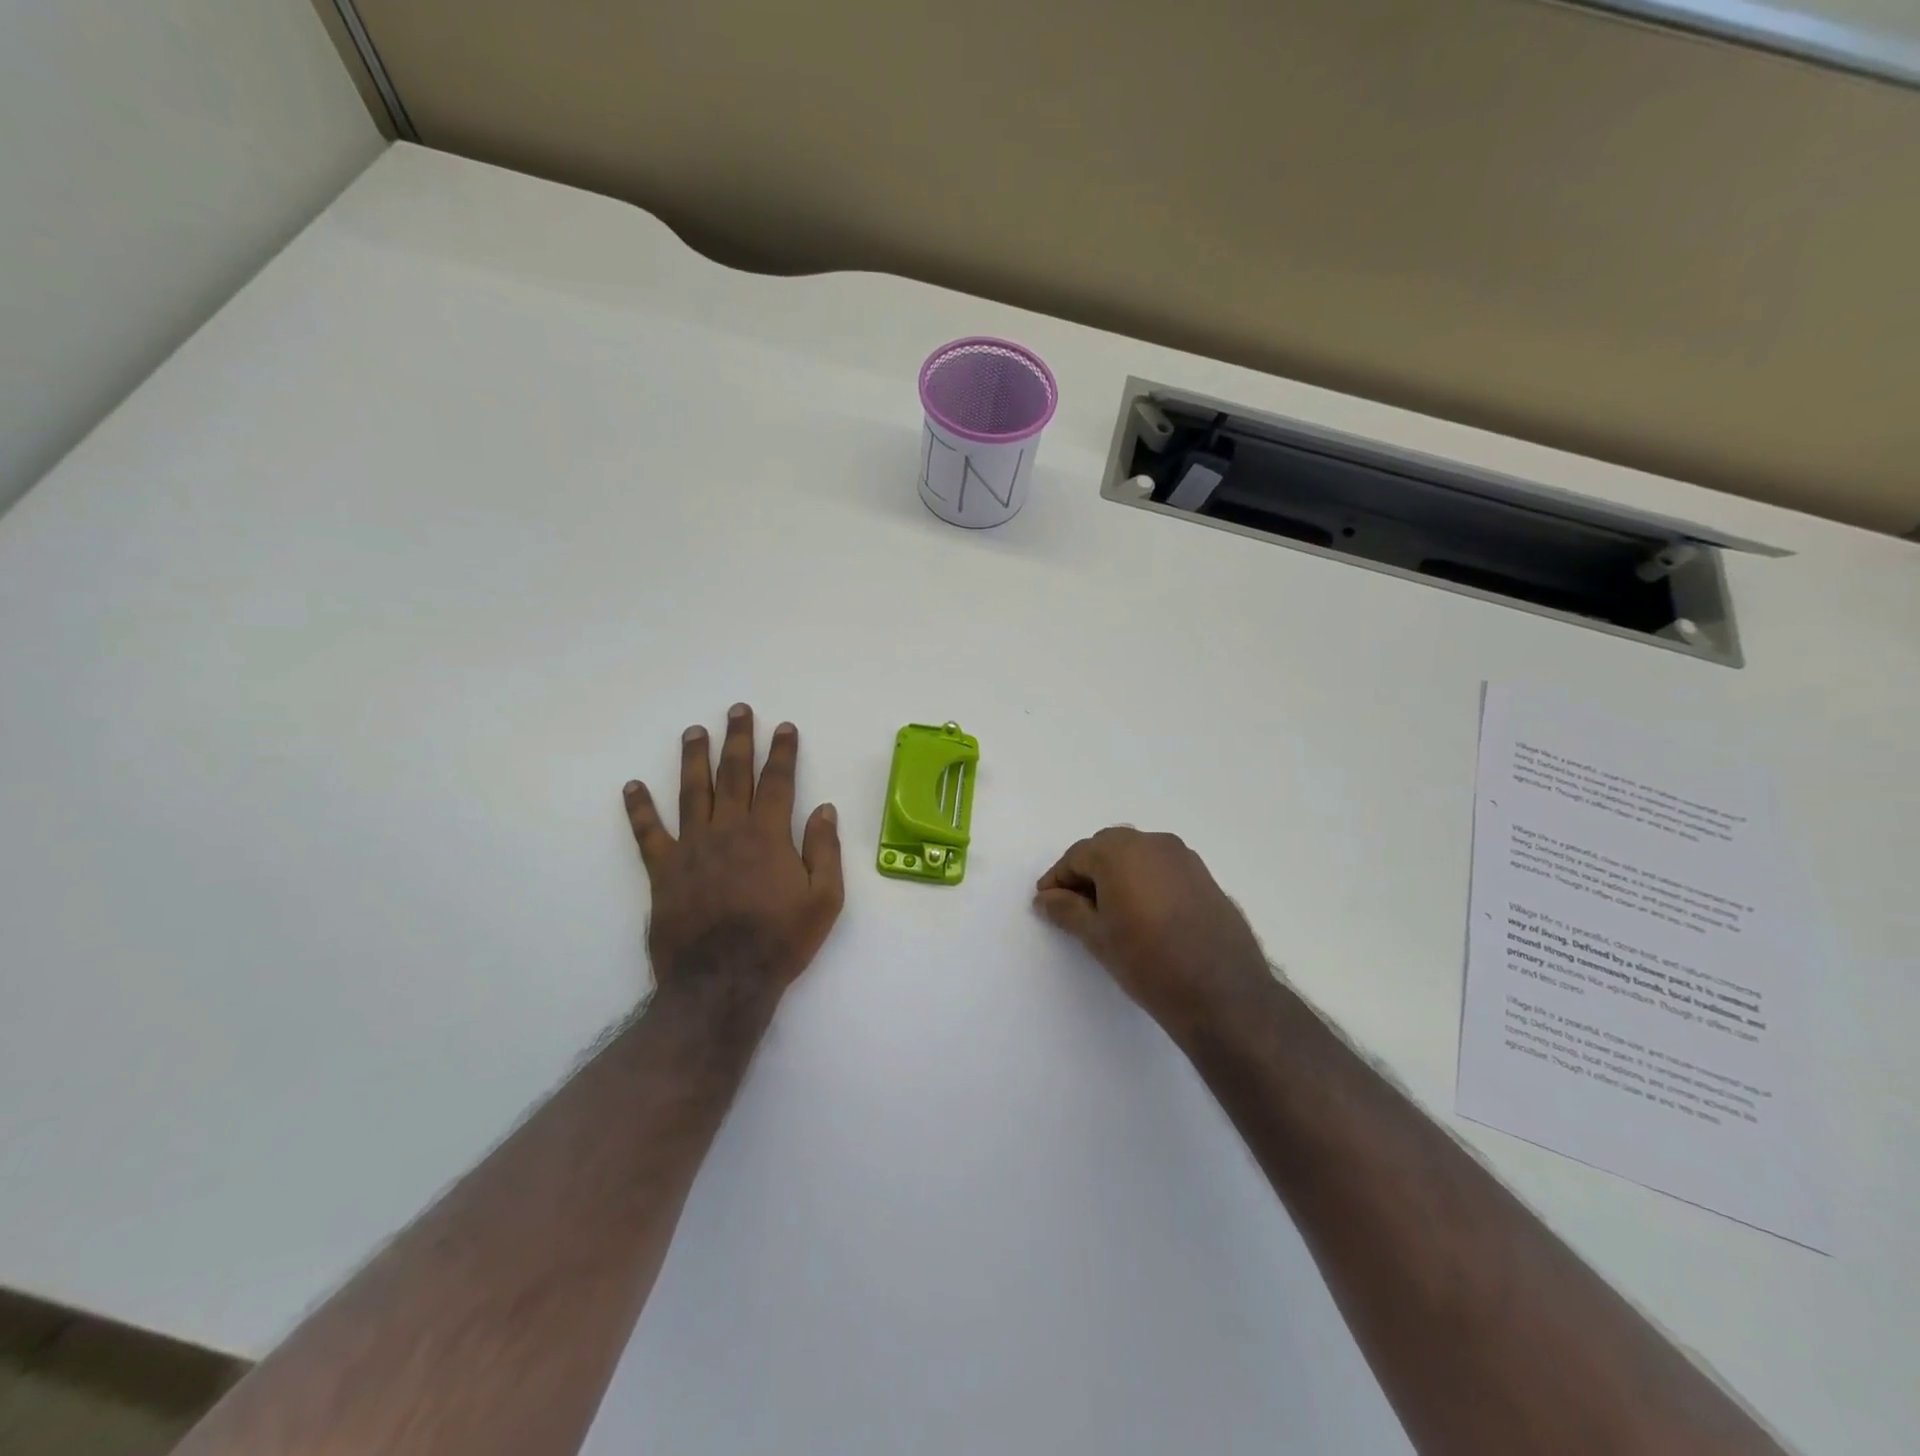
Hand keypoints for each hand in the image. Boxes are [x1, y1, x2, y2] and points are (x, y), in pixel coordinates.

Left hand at [624, 704, 843, 1006]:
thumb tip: (824, 808)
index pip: (777, 781)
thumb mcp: (824, 899)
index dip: (782, 752)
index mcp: (768, 835)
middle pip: (733, 775)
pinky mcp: (663, 871)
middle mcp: (728, 830)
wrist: (723, 982)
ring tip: (694, 731)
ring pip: (692, 792)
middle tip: (738, 710)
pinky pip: (648, 833)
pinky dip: (639, 809)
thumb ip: (825, 850)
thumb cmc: (780, 941)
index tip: (784, 727)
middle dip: (738, 739)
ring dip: (694, 758)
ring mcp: (691, 848)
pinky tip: (632, 787)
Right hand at [1035, 828, 1271, 1037]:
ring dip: (1116, 876)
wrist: (1222, 992)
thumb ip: (1066, 910)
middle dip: (1086, 874)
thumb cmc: (1148, 961)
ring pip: (1137, 857)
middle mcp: (1153, 842)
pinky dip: (1144, 882)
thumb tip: (1046, 898)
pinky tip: (1142, 915)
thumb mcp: (1097, 937)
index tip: (1046, 903)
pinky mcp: (1204, 876)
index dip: (1057, 879)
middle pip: (1107, 849)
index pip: (1077, 856)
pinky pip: (1161, 869)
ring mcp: (1183, 857)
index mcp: (1120, 851)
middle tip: (1073, 907)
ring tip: (1107, 913)